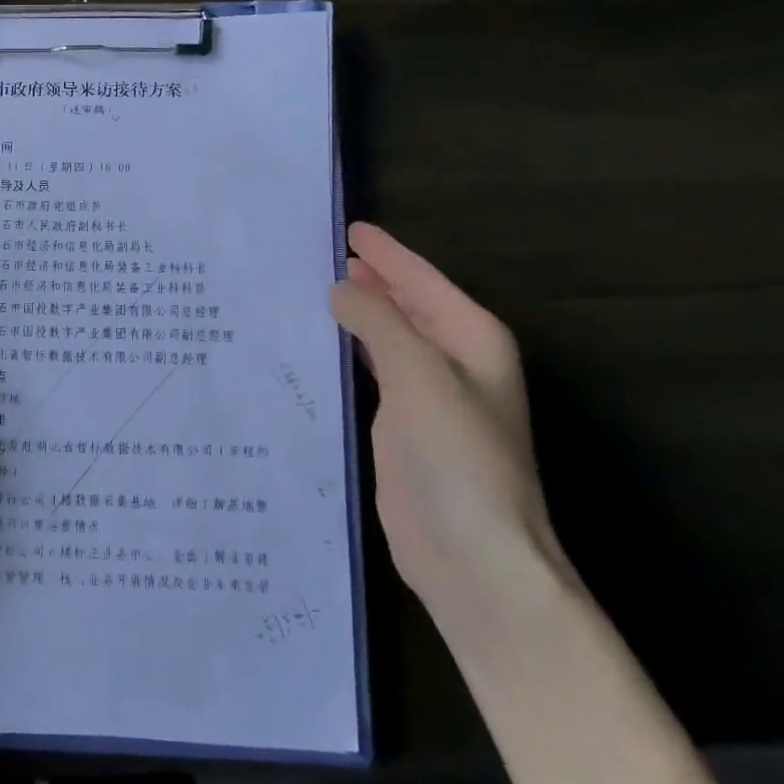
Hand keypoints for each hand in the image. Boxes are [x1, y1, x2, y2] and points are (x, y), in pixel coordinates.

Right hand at [329, 223, 569, 638]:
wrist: (470, 555)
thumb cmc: (456, 456)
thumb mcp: (418, 373)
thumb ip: (378, 321)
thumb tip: (341, 288)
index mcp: (471, 339)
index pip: (421, 279)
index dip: (385, 253)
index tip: (348, 228)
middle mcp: (452, 360)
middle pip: (406, 304)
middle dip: (370, 279)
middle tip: (318, 254)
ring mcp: (426, 395)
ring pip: (387, 337)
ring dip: (357, 314)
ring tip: (312, 289)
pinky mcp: (400, 426)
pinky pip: (371, 370)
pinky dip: (349, 351)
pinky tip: (321, 344)